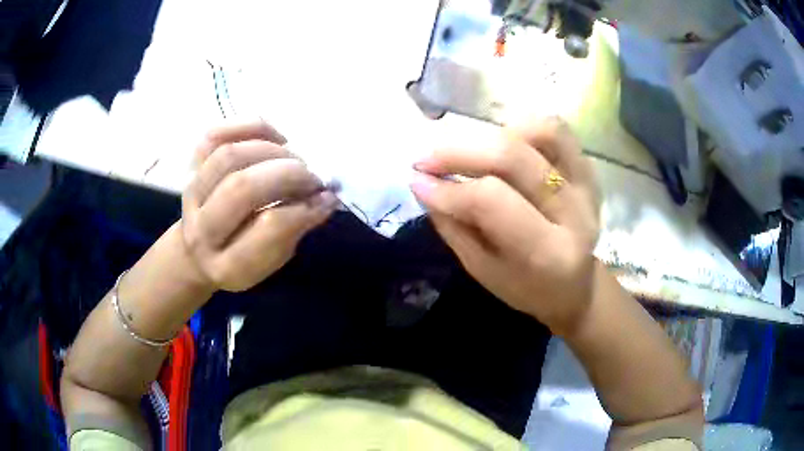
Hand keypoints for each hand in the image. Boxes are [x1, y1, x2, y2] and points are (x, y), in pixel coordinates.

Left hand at [180, 121, 337, 291]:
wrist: (196, 252)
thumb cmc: (241, 258)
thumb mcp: (271, 261)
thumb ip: (294, 230)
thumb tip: (325, 196)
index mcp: (227, 265)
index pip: (267, 228)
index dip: (304, 208)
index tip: (326, 199)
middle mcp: (202, 229)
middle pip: (242, 186)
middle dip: (287, 173)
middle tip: (311, 177)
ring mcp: (191, 193)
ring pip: (229, 155)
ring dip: (271, 150)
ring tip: (293, 159)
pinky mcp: (189, 167)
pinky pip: (214, 134)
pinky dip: (249, 126)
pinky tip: (274, 138)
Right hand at [411, 118, 599, 335]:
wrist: (575, 286)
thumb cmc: (526, 287)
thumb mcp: (483, 271)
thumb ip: (454, 227)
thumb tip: (423, 184)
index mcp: (549, 253)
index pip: (492, 201)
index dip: (449, 188)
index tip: (417, 182)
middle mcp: (575, 212)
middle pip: (513, 156)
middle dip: (459, 152)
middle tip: (427, 160)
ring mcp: (586, 185)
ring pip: (541, 132)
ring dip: (495, 134)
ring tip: (470, 151)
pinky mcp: (588, 169)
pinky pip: (557, 130)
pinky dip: (524, 128)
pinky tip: (502, 143)